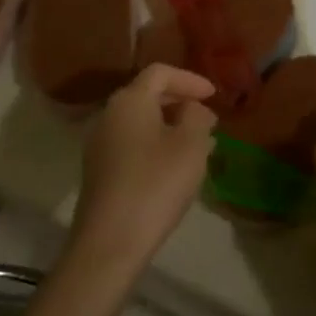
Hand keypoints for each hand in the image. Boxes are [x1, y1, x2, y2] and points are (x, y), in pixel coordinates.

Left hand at [68, 64, 217, 281]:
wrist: (110, 242)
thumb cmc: (156, 184)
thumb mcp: (191, 145)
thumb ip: (197, 117)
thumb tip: (193, 109)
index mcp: (129, 101)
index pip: (161, 73)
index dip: (191, 79)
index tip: (215, 95)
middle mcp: (109, 115)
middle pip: (148, 95)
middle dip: (182, 103)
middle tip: (209, 120)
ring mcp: (100, 144)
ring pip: (142, 122)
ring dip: (171, 127)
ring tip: (200, 145)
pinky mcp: (100, 171)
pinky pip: (133, 144)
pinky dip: (157, 145)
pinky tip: (176, 167)